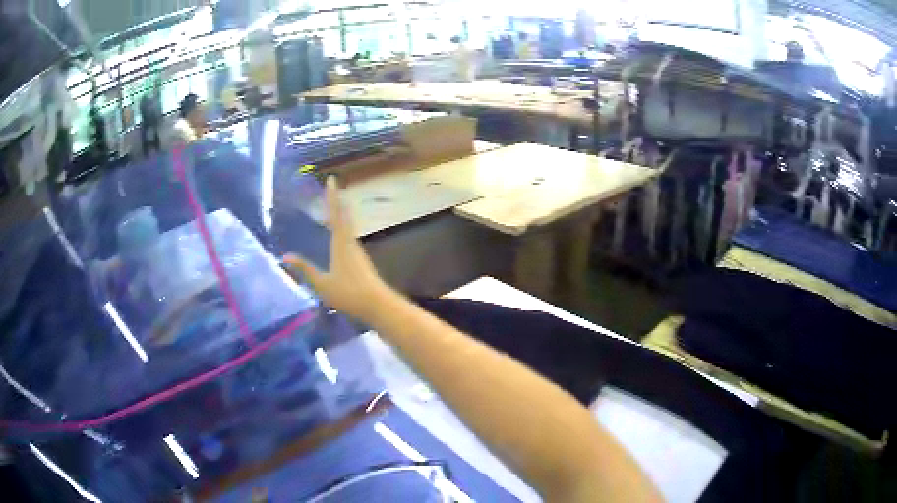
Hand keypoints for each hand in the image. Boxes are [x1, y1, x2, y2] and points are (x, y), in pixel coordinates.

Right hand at [283, 177, 389, 321]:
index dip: (332, 196)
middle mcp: (350, 242)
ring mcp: (357, 251)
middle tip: (331, 188)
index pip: (336, 214)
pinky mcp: (361, 260)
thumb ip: (305, 269)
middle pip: (343, 216)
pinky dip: (342, 228)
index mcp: (341, 243)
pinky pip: (348, 237)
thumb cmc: (348, 294)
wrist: (378, 305)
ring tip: (332, 206)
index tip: (332, 179)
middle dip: (336, 201)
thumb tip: (285, 256)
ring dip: (340, 214)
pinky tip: (339, 234)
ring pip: (347, 226)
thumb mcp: (322, 284)